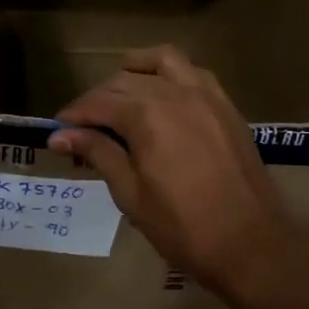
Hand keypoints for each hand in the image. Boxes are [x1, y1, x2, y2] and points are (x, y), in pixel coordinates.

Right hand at [47, 46, 303, 294]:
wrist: (252, 246)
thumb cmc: (184, 228)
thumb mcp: (131, 194)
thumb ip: (98, 153)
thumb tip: (59, 134)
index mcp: (147, 116)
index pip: (98, 103)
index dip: (74, 115)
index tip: (57, 131)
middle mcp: (175, 93)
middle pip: (123, 81)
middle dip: (97, 100)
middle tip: (82, 128)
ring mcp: (205, 95)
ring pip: (160, 63)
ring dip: (132, 72)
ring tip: (118, 96)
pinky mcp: (225, 106)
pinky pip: (193, 72)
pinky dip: (169, 73)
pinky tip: (161, 94)